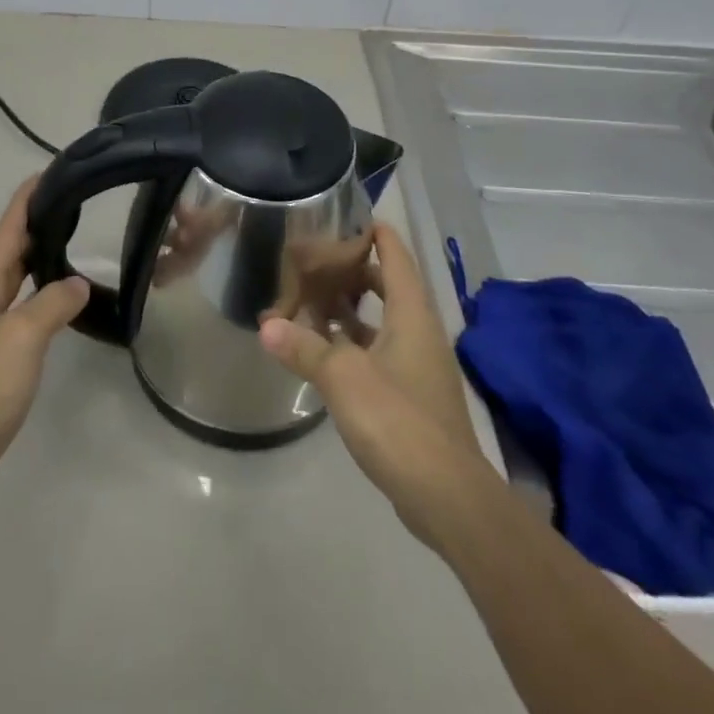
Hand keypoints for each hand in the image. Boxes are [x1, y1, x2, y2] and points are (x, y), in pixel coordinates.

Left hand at [0, 178, 89, 508]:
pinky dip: (42, 293)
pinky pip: (22, 308)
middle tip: (77, 201)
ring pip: (17, 278)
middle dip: (39, 221)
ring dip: (41, 256)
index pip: (10, 226)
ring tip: (76, 241)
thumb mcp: (21, 337)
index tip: (54, 169)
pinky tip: (63, 301)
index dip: (30, 196)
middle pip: (12, 247)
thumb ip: (52, 303)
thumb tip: (78, 284)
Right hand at [258, 220, 490, 553]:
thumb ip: (304, 347)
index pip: (395, 254)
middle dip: (352, 271)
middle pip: (388, 285)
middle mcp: (418, 331)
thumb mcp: (343, 377)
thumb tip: (267, 326)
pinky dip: (353, 344)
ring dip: (349, 310)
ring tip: (309, 299)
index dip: (373, 232)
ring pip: (381, 321)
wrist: (447, 496)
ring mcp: (417, 365)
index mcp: (411, 313)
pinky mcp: (411, 396)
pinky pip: (379, 352)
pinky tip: (323, 350)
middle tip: (313, 260)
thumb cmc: (398, 419)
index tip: (342, 217)